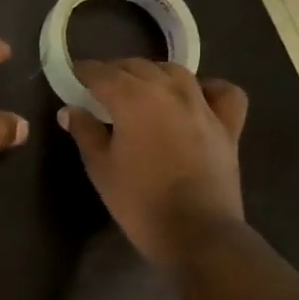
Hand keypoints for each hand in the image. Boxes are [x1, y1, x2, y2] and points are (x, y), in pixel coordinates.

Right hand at [58, 60, 248, 270]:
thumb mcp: (100, 167)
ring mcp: (203, 106)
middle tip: (100, 88)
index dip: (84, 72)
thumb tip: (70, 110)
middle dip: (115, 72)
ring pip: (176, 72)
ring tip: (142, 89)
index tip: (73, 76)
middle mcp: (169, 91)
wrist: (196, 233)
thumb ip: (85, 132)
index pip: (102, 73)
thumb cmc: (139, 201)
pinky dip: (208, 88)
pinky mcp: (228, 125)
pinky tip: (196, 97)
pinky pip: (222, 93)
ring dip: (153, 74)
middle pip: (137, 67)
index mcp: (133, 99)